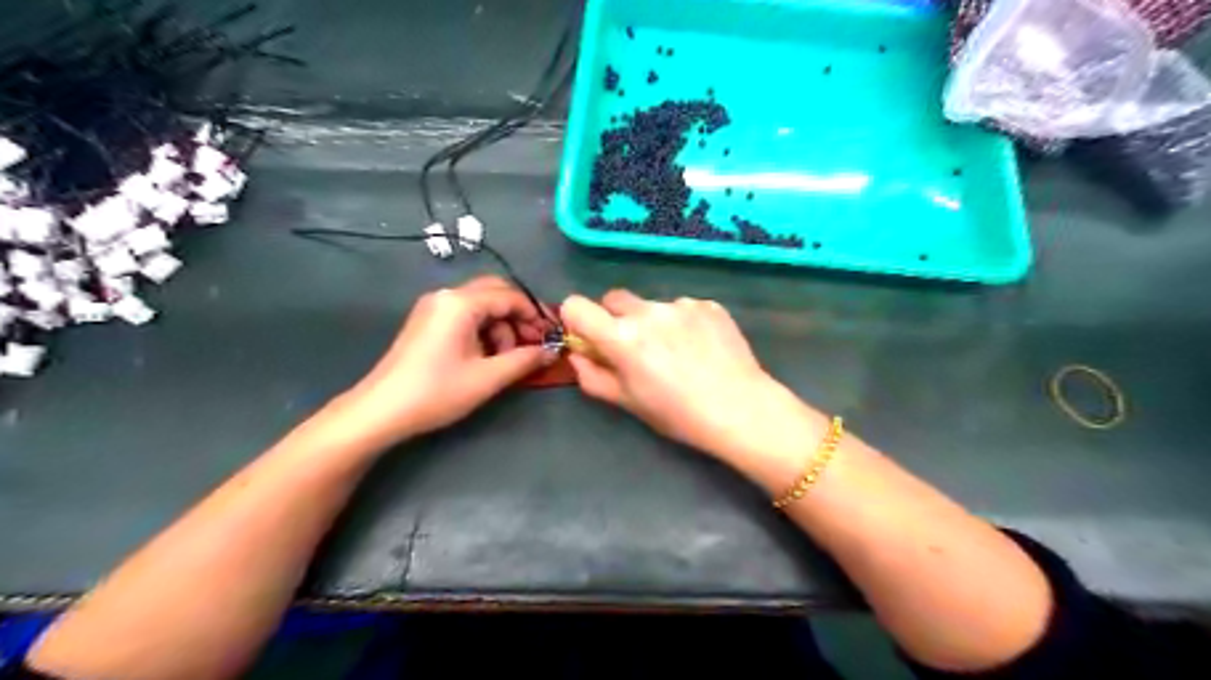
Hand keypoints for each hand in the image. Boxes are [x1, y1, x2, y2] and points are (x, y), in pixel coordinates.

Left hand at [336, 277, 551, 444]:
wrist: (381, 410)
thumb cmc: (437, 392)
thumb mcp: (488, 378)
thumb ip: (525, 360)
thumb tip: (552, 351)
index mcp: (461, 303)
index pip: (510, 296)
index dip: (535, 315)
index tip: (551, 337)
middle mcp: (446, 296)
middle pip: (495, 293)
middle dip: (518, 317)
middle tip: (533, 345)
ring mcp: (433, 307)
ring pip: (481, 305)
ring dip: (501, 326)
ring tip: (506, 358)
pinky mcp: (427, 321)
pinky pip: (465, 315)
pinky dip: (483, 330)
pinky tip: (487, 356)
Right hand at [559, 289, 822, 464]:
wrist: (741, 409)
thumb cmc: (678, 414)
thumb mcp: (629, 402)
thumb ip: (593, 376)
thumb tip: (578, 355)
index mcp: (623, 337)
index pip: (577, 305)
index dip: (576, 319)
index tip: (589, 337)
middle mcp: (648, 311)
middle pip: (614, 299)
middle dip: (615, 319)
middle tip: (634, 349)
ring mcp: (682, 304)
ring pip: (652, 305)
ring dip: (653, 322)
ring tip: (678, 354)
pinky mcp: (709, 305)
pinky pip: (683, 308)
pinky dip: (683, 323)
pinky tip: (700, 349)